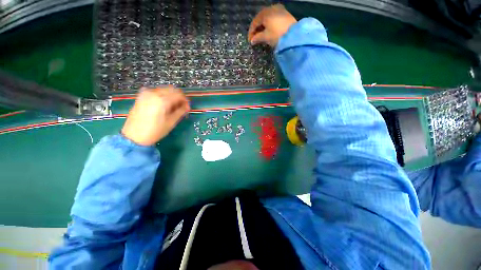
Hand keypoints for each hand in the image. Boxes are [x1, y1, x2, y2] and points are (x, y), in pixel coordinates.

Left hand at [122, 87, 189, 145]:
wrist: (134, 136)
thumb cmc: (155, 131)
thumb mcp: (171, 122)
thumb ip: (181, 111)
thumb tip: (187, 106)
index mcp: (162, 100)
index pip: (179, 94)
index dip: (185, 100)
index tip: (187, 107)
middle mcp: (154, 93)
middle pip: (172, 90)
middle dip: (178, 97)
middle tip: (181, 107)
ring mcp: (146, 93)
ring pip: (164, 90)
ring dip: (171, 96)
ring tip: (172, 107)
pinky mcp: (141, 96)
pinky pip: (156, 92)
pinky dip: (163, 96)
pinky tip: (163, 105)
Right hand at [248, 4, 296, 46]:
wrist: (294, 35)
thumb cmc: (277, 35)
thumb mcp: (266, 37)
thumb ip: (257, 38)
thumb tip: (252, 40)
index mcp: (265, 13)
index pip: (254, 22)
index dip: (251, 32)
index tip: (250, 41)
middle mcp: (271, 8)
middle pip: (261, 18)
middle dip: (257, 28)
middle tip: (255, 38)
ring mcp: (279, 9)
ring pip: (267, 18)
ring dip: (263, 26)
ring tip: (261, 34)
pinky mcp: (285, 13)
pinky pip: (274, 17)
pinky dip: (270, 24)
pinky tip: (269, 30)